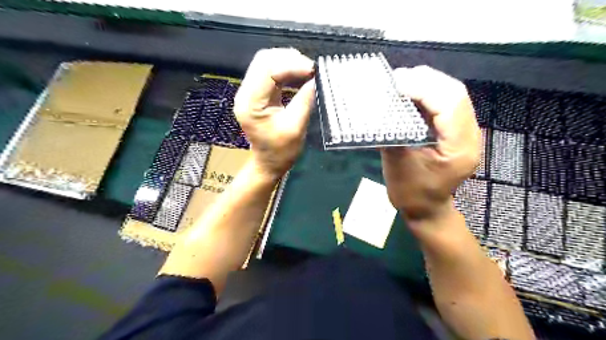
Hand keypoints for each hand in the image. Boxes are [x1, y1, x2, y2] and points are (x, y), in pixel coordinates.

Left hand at [232, 48, 314, 180]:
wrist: (268, 163)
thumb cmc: (281, 152)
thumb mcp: (296, 128)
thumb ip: (304, 101)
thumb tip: (315, 79)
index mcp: (251, 104)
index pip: (267, 71)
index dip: (291, 65)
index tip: (313, 70)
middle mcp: (245, 94)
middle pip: (263, 60)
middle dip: (289, 59)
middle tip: (311, 69)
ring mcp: (249, 92)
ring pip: (265, 63)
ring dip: (287, 62)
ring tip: (307, 70)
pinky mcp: (256, 93)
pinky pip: (269, 72)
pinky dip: (285, 69)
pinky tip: (299, 75)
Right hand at [380, 67, 480, 220]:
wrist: (426, 209)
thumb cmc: (412, 194)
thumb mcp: (397, 167)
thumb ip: (392, 136)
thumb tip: (379, 109)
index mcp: (459, 148)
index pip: (450, 104)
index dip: (423, 88)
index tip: (395, 84)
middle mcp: (469, 135)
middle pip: (454, 93)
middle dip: (424, 80)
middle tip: (395, 79)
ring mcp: (464, 131)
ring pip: (450, 94)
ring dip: (425, 84)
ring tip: (399, 82)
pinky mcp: (455, 130)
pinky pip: (444, 103)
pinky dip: (425, 94)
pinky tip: (408, 93)